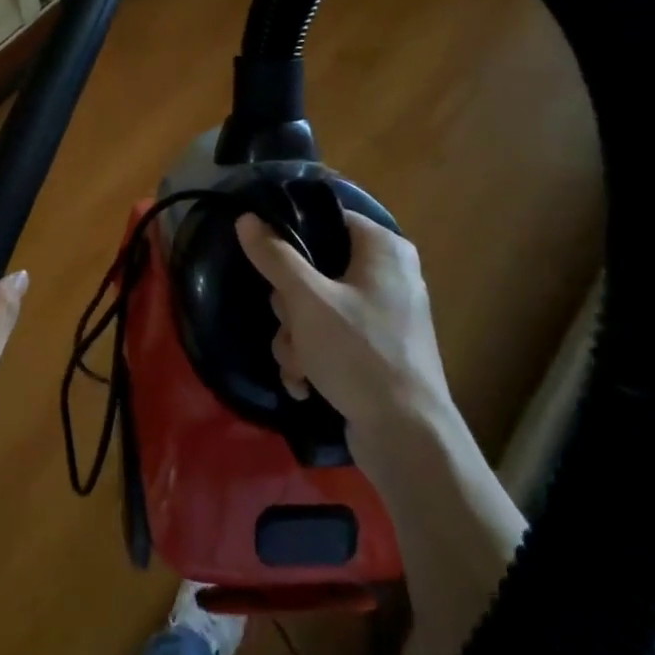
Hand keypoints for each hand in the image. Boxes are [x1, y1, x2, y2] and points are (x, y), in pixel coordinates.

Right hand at [235, 212, 450, 436]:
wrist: (407, 436)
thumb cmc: (359, 353)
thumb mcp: (307, 300)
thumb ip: (275, 256)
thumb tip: (247, 219)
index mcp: (383, 249)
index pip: (327, 219)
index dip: (292, 235)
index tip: (267, 259)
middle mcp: (387, 275)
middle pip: (314, 270)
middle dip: (289, 308)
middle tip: (290, 326)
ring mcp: (383, 315)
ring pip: (315, 309)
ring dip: (295, 339)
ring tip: (298, 366)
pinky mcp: (377, 350)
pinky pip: (331, 339)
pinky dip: (313, 359)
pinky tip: (305, 385)